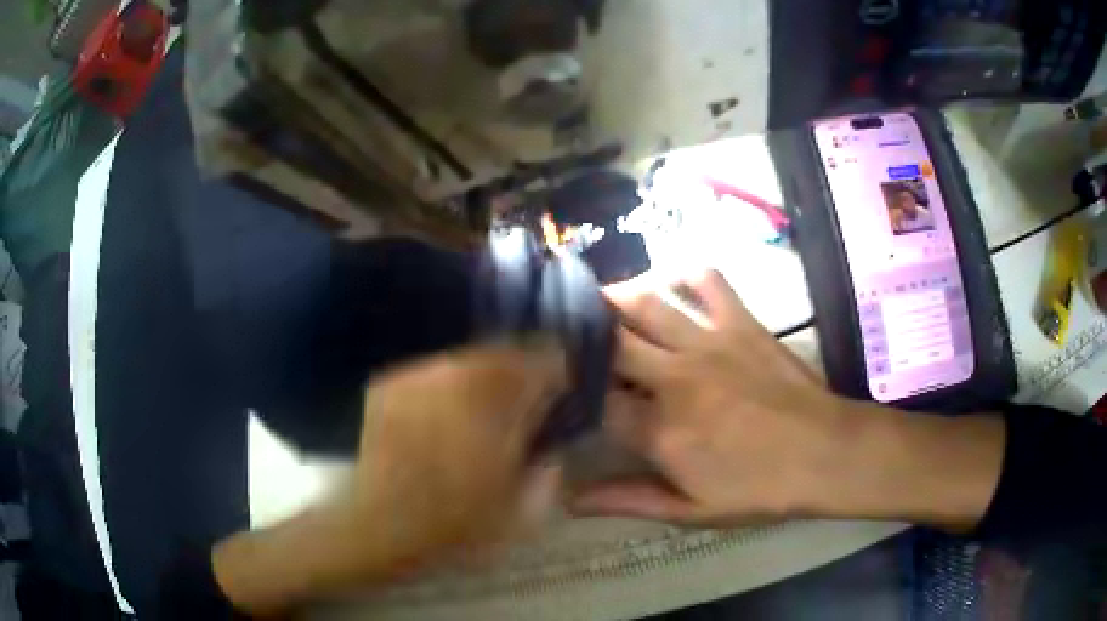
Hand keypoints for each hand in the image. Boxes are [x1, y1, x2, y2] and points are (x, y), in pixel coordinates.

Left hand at [214, 341, 566, 614]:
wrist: (379, 523)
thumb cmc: (454, 525)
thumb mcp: (519, 515)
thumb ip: (546, 478)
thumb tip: (552, 453)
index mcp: (503, 408)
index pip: (545, 364)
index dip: (558, 372)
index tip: (559, 387)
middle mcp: (463, 379)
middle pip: (506, 352)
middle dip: (521, 368)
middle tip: (521, 395)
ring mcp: (423, 376)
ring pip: (468, 357)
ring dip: (483, 375)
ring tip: (480, 403)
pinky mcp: (392, 382)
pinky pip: (432, 371)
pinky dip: (446, 384)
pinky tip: (441, 411)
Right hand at [574, 271, 1003, 532]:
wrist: (826, 455)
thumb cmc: (760, 489)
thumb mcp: (691, 510)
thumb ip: (628, 501)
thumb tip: (569, 501)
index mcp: (660, 431)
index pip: (595, 399)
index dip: (568, 386)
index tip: (555, 380)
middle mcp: (676, 379)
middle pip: (611, 340)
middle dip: (580, 328)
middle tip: (561, 323)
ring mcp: (710, 344)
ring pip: (647, 303)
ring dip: (615, 296)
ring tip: (595, 296)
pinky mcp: (742, 323)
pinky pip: (708, 280)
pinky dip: (684, 272)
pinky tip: (669, 277)